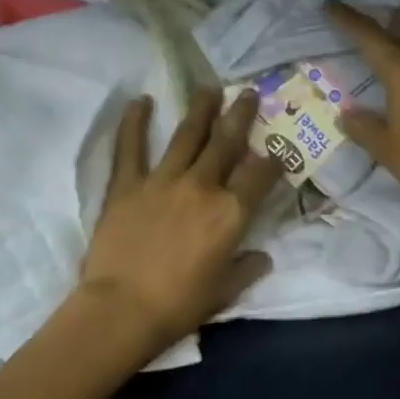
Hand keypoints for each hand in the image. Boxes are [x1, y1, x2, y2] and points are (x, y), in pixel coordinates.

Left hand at [71, 88, 280, 361]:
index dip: (273, 159)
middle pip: (227, 142)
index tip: (277, 148)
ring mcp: (162, 180)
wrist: (121, 310)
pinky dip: (135, 122)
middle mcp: (202, 186)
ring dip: (200, 109)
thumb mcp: (224, 292)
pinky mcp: (127, 184)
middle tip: (247, 93)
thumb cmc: (178, 306)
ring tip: (209, 88)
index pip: (260, 175)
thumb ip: (247, 269)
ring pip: (187, 135)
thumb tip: (264, 257)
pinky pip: (131, 147)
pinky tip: (141, 101)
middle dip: (240, 115)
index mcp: (230, 213)